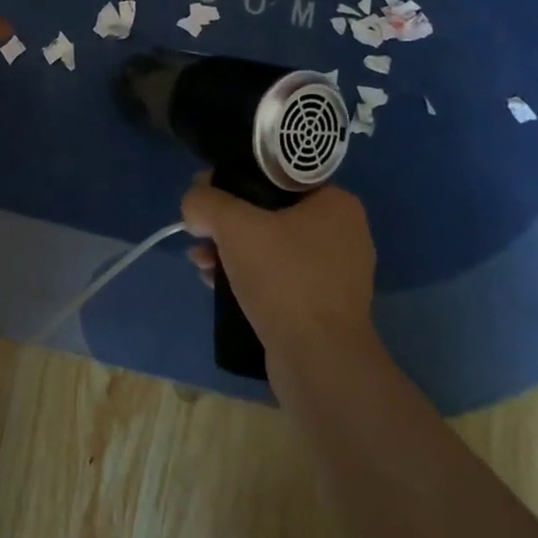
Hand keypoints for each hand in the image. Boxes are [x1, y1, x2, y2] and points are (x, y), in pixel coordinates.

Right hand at [182, 178, 379, 357]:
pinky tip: (217, 284)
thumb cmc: (284, 279)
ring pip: (270, 246)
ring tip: (201, 263)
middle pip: (269, 212)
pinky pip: (278, 277)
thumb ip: (206, 201)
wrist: (319, 362)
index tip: (207, 195)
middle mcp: (343, 234)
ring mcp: (335, 274)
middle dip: (227, 223)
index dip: (235, 179)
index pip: (277, 175)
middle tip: (200, 234)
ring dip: (231, 251)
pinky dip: (248, 276)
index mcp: (336, 204)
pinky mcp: (323, 307)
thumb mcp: (234, 225)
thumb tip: (194, 205)